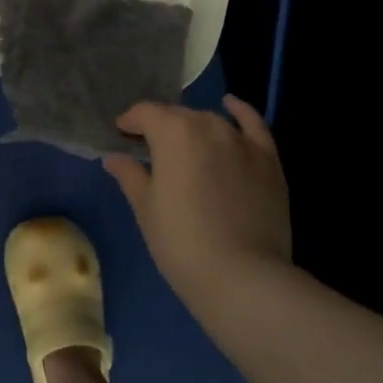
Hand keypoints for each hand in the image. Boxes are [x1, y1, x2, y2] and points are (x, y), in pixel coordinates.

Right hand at [104, 96, 291, 303]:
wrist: (243, 277)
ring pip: (210, 121)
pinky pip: (253, 124)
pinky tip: (230, 105)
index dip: (130, 122)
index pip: (145, 113)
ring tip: (185, 147)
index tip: (122, 136)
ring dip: (193, 128)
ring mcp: (241, 140)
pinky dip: (240, 112)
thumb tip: (114, 158)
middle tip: (150, 150)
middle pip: (177, 115)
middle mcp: (208, 125)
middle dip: (160, 127)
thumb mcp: (146, 209)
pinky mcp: (268, 159)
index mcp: (172, 132)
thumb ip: (130, 176)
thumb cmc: (182, 243)